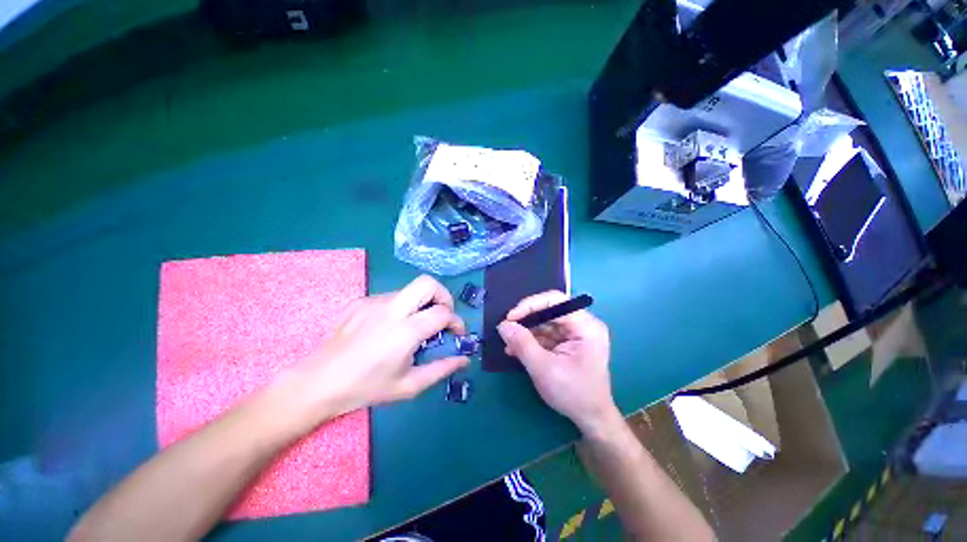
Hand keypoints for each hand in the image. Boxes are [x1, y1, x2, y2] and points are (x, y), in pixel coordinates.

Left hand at [283, 275, 468, 425]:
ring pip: (409, 291)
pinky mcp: (360, 301)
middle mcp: (392, 309)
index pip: (443, 312)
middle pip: (428, 283)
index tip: (457, 333)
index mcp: (406, 331)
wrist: (319, 382)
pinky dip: (401, 308)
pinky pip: (391, 298)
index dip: (456, 321)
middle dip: (443, 295)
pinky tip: (389, 328)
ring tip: (414, 327)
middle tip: (442, 314)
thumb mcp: (409, 386)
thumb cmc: (366, 388)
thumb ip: (442, 369)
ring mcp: (374, 302)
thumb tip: (465, 360)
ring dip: (421, 304)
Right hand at [497, 291, 618, 434]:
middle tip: (506, 330)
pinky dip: (530, 341)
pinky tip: (515, 350)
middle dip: (526, 321)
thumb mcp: (544, 368)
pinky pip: (545, 335)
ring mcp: (575, 334)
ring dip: (525, 333)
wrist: (591, 420)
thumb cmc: (573, 394)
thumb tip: (503, 325)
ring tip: (508, 345)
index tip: (510, 317)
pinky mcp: (568, 343)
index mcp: (586, 326)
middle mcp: (582, 324)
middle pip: (549, 311)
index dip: (530, 305)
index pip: (556, 300)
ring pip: (544, 323)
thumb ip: (522, 344)